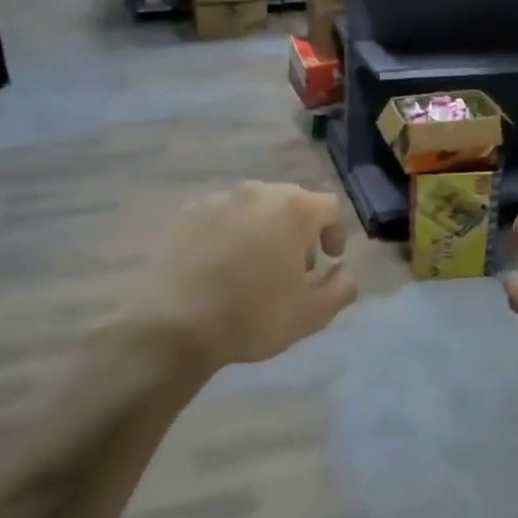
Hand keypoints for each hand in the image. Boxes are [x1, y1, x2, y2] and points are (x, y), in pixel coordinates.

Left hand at [124, 182, 355, 369]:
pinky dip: (228, 234)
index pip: (328, 206)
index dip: (334, 233)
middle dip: (299, 231)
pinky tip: (219, 267)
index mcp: (293, 208)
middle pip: (290, 202)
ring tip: (253, 267)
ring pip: (253, 208)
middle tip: (293, 267)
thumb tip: (343, 272)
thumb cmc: (253, 316)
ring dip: (263, 230)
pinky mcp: (186, 214)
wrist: (173, 325)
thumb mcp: (312, 314)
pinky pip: (220, 217)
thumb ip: (341, 288)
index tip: (329, 261)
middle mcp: (257, 192)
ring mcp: (217, 200)